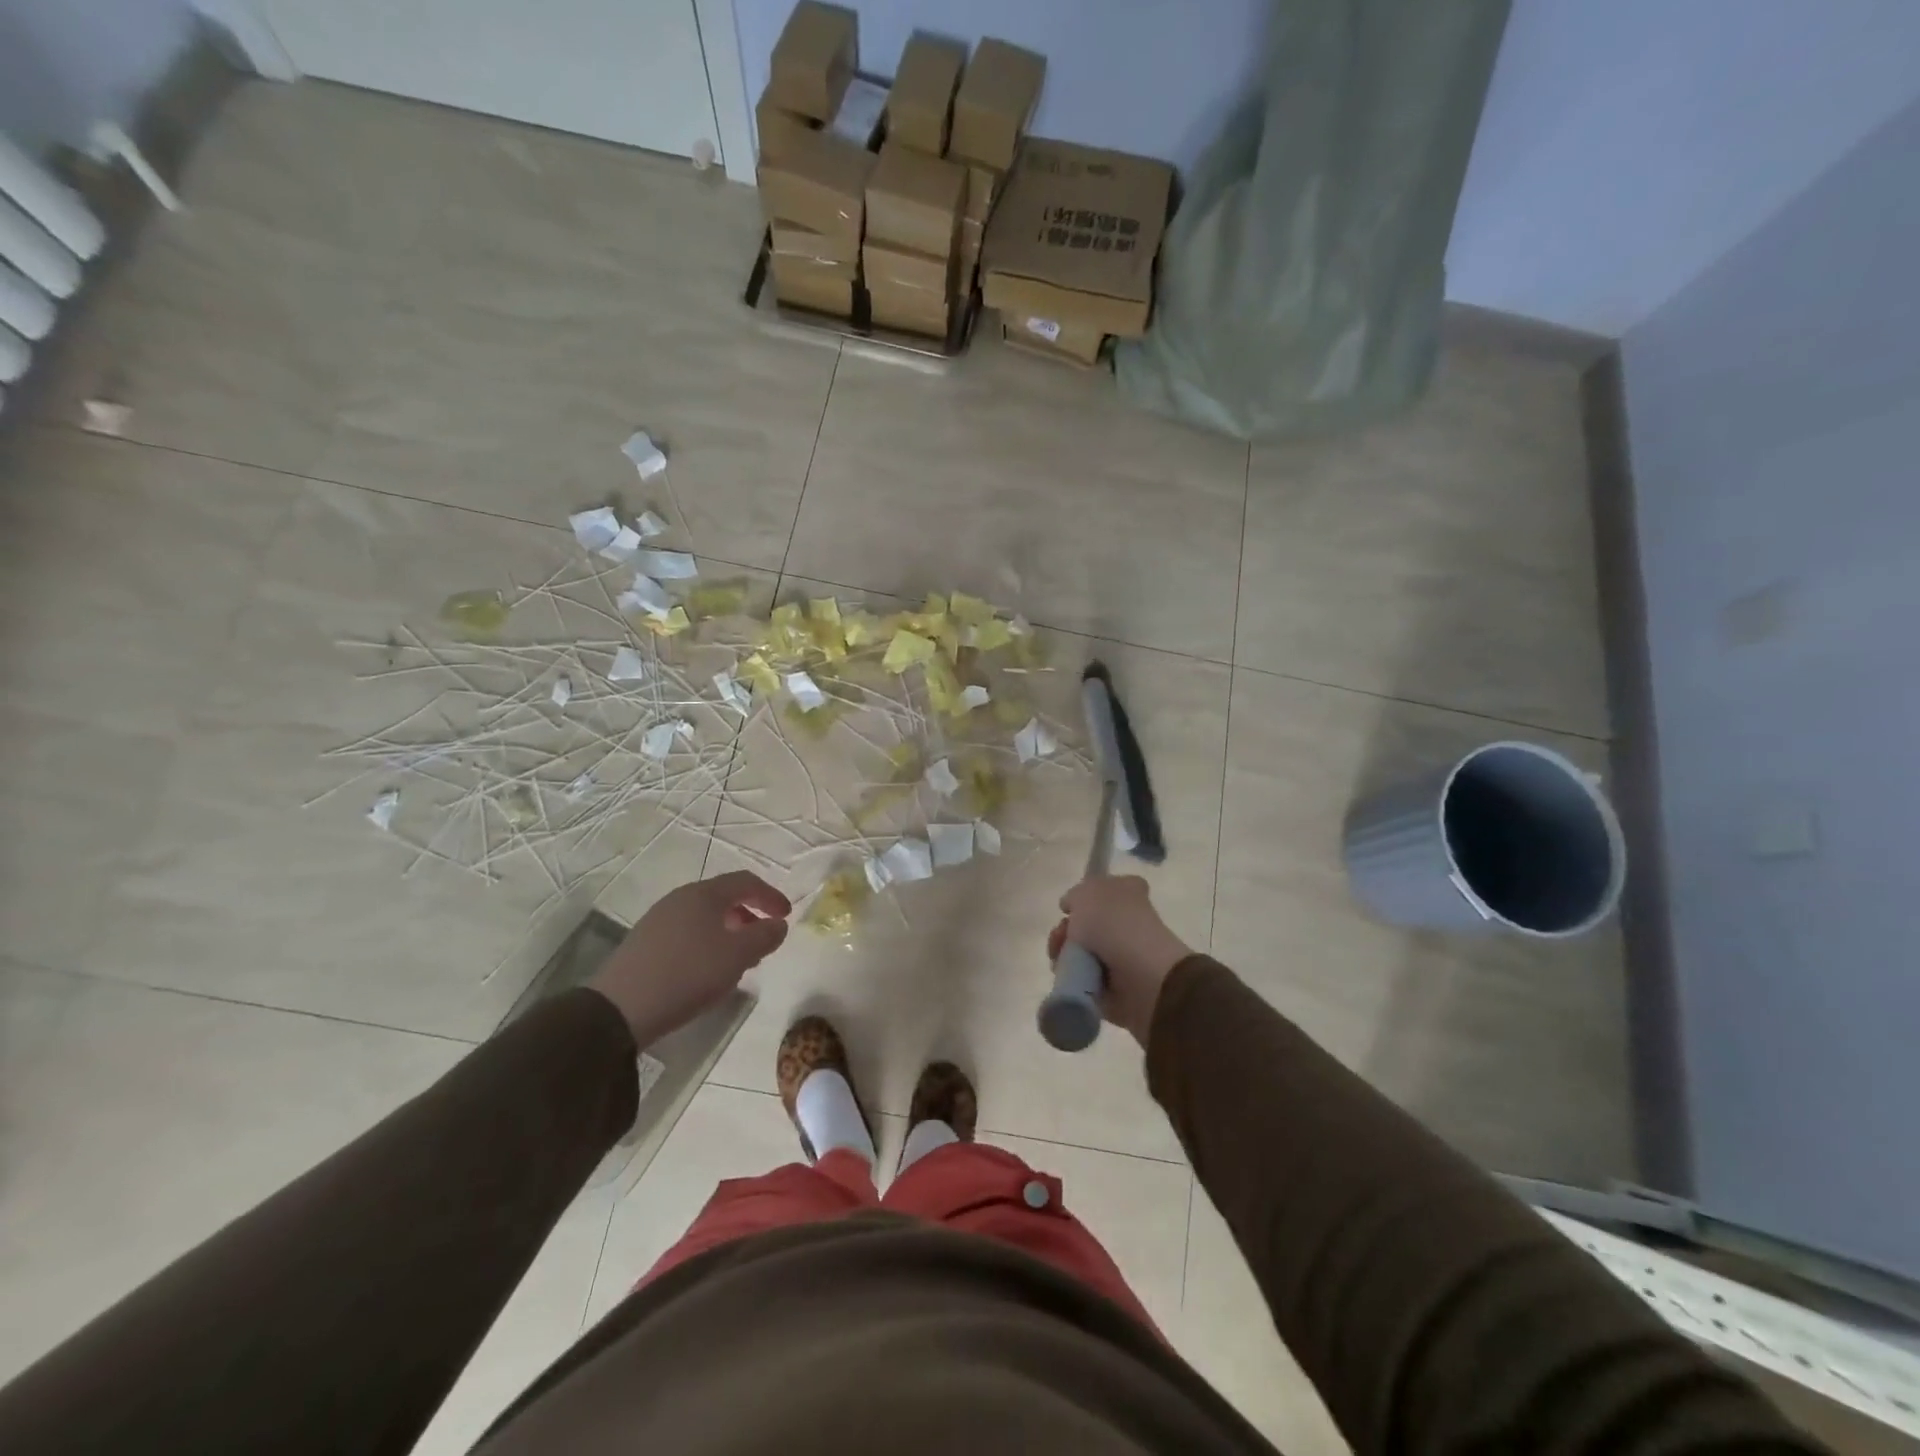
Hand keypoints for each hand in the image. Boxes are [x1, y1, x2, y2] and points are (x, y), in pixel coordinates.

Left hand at [589, 872, 791, 1044]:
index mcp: (704, 894)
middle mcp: (680, 899)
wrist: (619, 1009)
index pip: (746, 882)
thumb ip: (764, 936)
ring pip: (705, 917)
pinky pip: (687, 933)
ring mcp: (659, 920)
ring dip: (729, 932)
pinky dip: (707, 943)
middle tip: (763, 939)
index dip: (771, 896)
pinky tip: (708, 971)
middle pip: (724, 897)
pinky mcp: (645, 943)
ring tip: (739, 960)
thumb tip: (778, 924)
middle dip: (749, 915)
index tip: (786, 916)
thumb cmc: (688, 974)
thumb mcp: (738, 956)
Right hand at [1046, 875, 1191, 1046]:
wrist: (1140, 975)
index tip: (1067, 909)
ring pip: (1082, 951)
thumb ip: (1076, 895)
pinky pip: (1084, 979)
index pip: (1105, 889)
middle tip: (1060, 938)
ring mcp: (1123, 954)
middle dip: (1066, 931)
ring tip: (1060, 960)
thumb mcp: (1086, 893)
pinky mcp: (1117, 985)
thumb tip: (1073, 907)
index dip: (1083, 897)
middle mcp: (1128, 921)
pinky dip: (1073, 978)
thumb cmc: (1113, 923)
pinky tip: (1068, 976)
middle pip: (1087, 923)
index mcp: (1128, 892)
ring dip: (1065, 954)